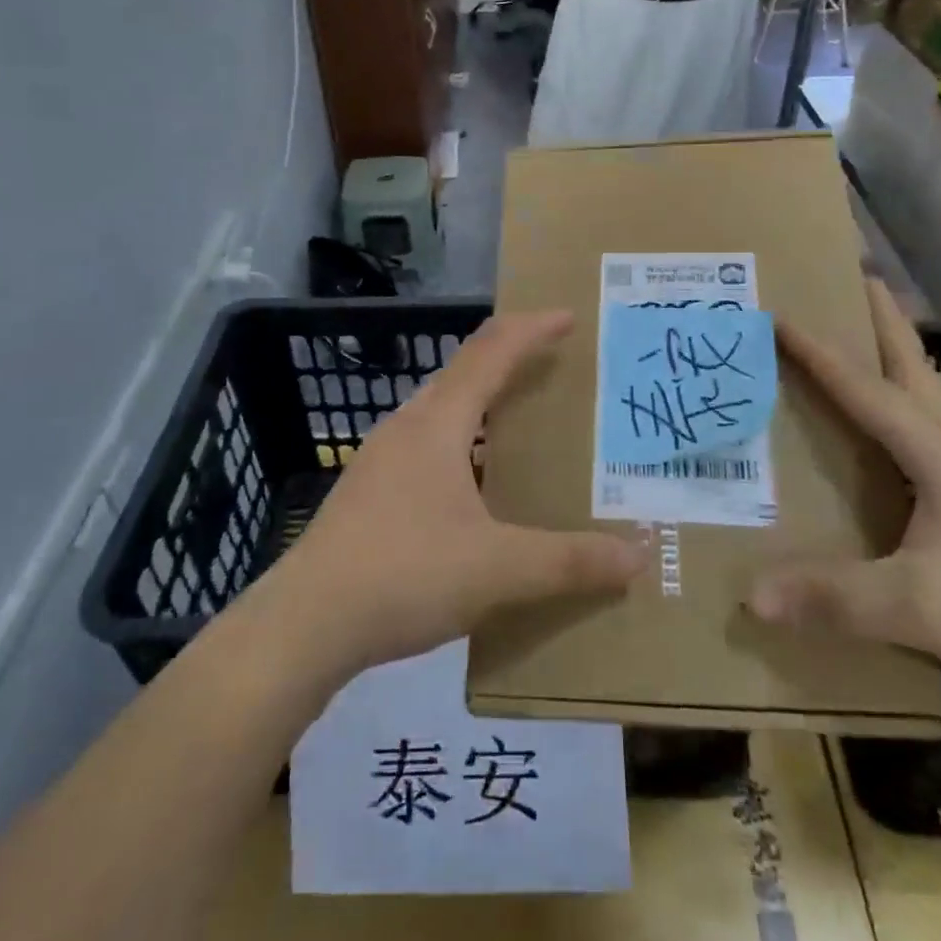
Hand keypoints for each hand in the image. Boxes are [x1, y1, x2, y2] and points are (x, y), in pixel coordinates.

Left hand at [267, 311, 645, 675]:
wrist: (304, 625)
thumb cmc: (404, 574)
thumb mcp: (498, 570)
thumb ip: (569, 561)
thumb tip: (636, 556)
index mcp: (438, 423)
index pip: (491, 352)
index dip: (531, 329)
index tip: (567, 316)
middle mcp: (407, 427)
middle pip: (464, 373)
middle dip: (510, 361)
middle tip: (554, 368)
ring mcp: (381, 459)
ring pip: (442, 411)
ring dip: (483, 405)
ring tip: (521, 424)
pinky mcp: (369, 492)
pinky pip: (427, 446)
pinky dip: (462, 444)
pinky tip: (475, 488)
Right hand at [749, 282, 940, 728]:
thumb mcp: (921, 606)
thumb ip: (835, 597)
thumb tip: (753, 594)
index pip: (867, 389)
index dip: (820, 353)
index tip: (781, 314)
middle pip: (917, 372)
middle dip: (886, 325)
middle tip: (858, 283)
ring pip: (934, 409)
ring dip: (902, 372)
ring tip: (868, 358)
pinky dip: (912, 427)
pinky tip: (901, 456)